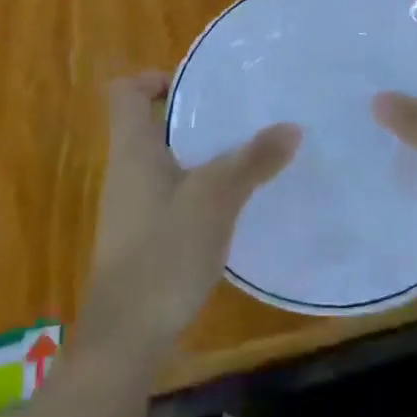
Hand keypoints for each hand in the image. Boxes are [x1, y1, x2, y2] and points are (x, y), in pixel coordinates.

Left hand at [84, 72, 301, 359]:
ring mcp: (133, 208)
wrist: (126, 337)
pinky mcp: (145, 238)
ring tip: (248, 154)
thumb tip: (291, 127)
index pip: (125, 93)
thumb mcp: (216, 199)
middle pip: (151, 125)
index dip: (154, 78)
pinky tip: (236, 205)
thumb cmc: (164, 252)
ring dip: (202, 155)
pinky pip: (173, 196)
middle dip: (194, 116)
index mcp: (133, 151)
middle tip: (241, 115)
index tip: (197, 85)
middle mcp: (127, 172)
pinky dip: (201, 190)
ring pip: (167, 163)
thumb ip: (252, 160)